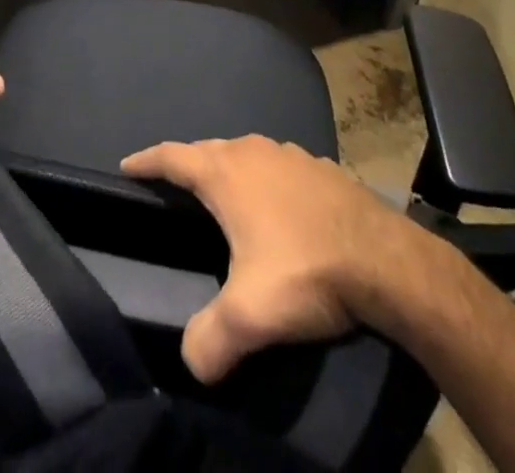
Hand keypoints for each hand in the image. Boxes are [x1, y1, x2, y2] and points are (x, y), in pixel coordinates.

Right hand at [121, 135, 437, 382]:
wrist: (387, 261)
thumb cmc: (307, 272)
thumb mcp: (250, 316)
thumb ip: (209, 339)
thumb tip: (190, 364)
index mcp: (226, 174)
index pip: (172, 157)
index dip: (146, 161)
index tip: (127, 166)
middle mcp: (252, 152)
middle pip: (207, 151)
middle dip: (187, 166)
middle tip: (173, 187)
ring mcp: (289, 154)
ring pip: (245, 155)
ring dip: (228, 170)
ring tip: (224, 195)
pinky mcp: (321, 167)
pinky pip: (278, 167)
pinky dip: (266, 180)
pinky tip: (279, 207)